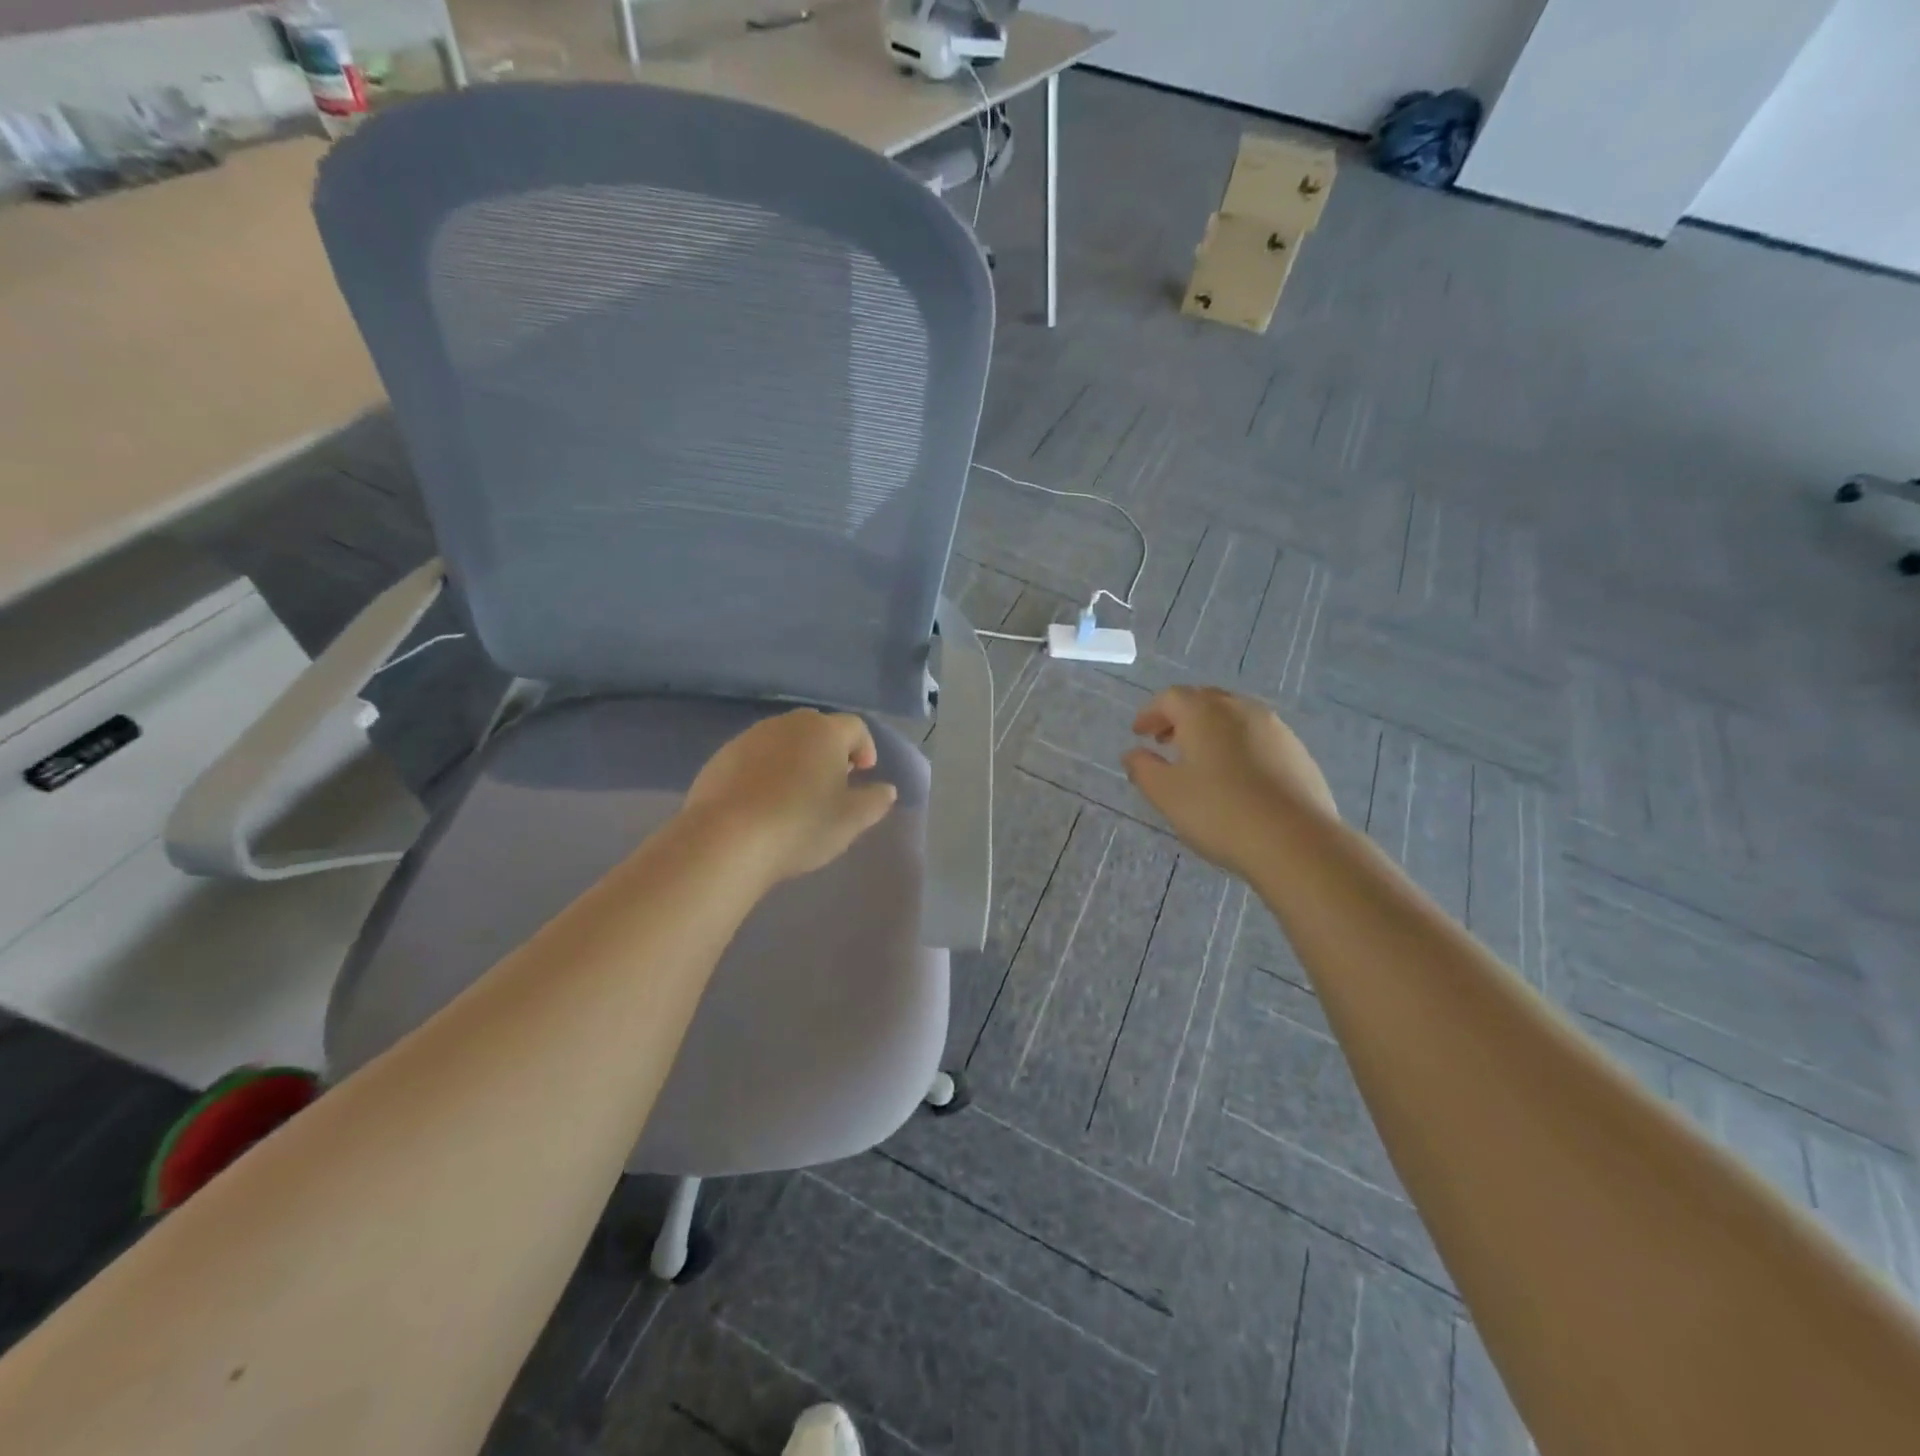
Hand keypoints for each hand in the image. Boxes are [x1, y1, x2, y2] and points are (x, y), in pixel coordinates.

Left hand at [682, 709, 897, 884]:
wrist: (726, 839)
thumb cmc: (800, 826)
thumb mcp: (851, 821)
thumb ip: (875, 801)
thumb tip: (886, 789)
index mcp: (825, 732)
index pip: (855, 727)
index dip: (865, 747)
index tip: (864, 773)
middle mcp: (788, 725)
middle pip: (817, 727)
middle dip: (829, 749)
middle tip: (832, 781)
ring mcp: (750, 738)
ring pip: (783, 740)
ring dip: (796, 758)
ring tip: (797, 793)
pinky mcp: (721, 757)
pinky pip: (754, 756)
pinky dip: (766, 770)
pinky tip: (763, 801)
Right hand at [1122, 686, 1338, 875]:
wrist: (1296, 841)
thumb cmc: (1219, 812)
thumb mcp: (1166, 794)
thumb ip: (1143, 769)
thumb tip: (1133, 753)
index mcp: (1205, 713)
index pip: (1171, 697)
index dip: (1151, 713)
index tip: (1139, 734)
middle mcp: (1241, 709)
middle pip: (1205, 700)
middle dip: (1180, 717)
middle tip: (1165, 741)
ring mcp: (1276, 729)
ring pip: (1235, 717)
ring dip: (1211, 730)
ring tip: (1200, 760)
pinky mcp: (1298, 753)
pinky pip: (1258, 737)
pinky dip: (1238, 745)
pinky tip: (1237, 777)